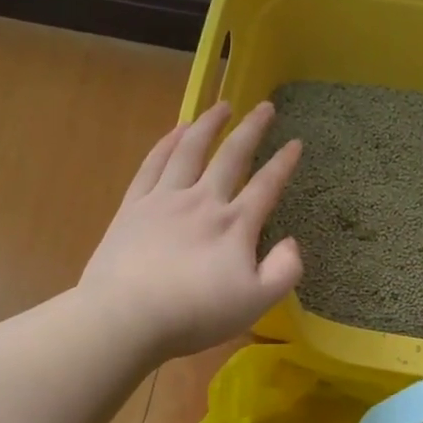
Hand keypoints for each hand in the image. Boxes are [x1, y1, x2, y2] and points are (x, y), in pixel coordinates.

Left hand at [79, 101, 303, 361]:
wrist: (127, 316)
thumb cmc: (195, 313)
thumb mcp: (256, 302)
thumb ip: (284, 271)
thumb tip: (292, 242)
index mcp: (235, 225)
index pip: (266, 186)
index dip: (283, 163)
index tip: (295, 143)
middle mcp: (203, 201)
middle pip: (231, 156)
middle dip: (252, 129)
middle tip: (265, 106)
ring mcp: (165, 200)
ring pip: (191, 151)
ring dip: (208, 125)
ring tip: (221, 106)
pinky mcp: (134, 207)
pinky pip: (153, 164)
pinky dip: (167, 143)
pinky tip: (176, 131)